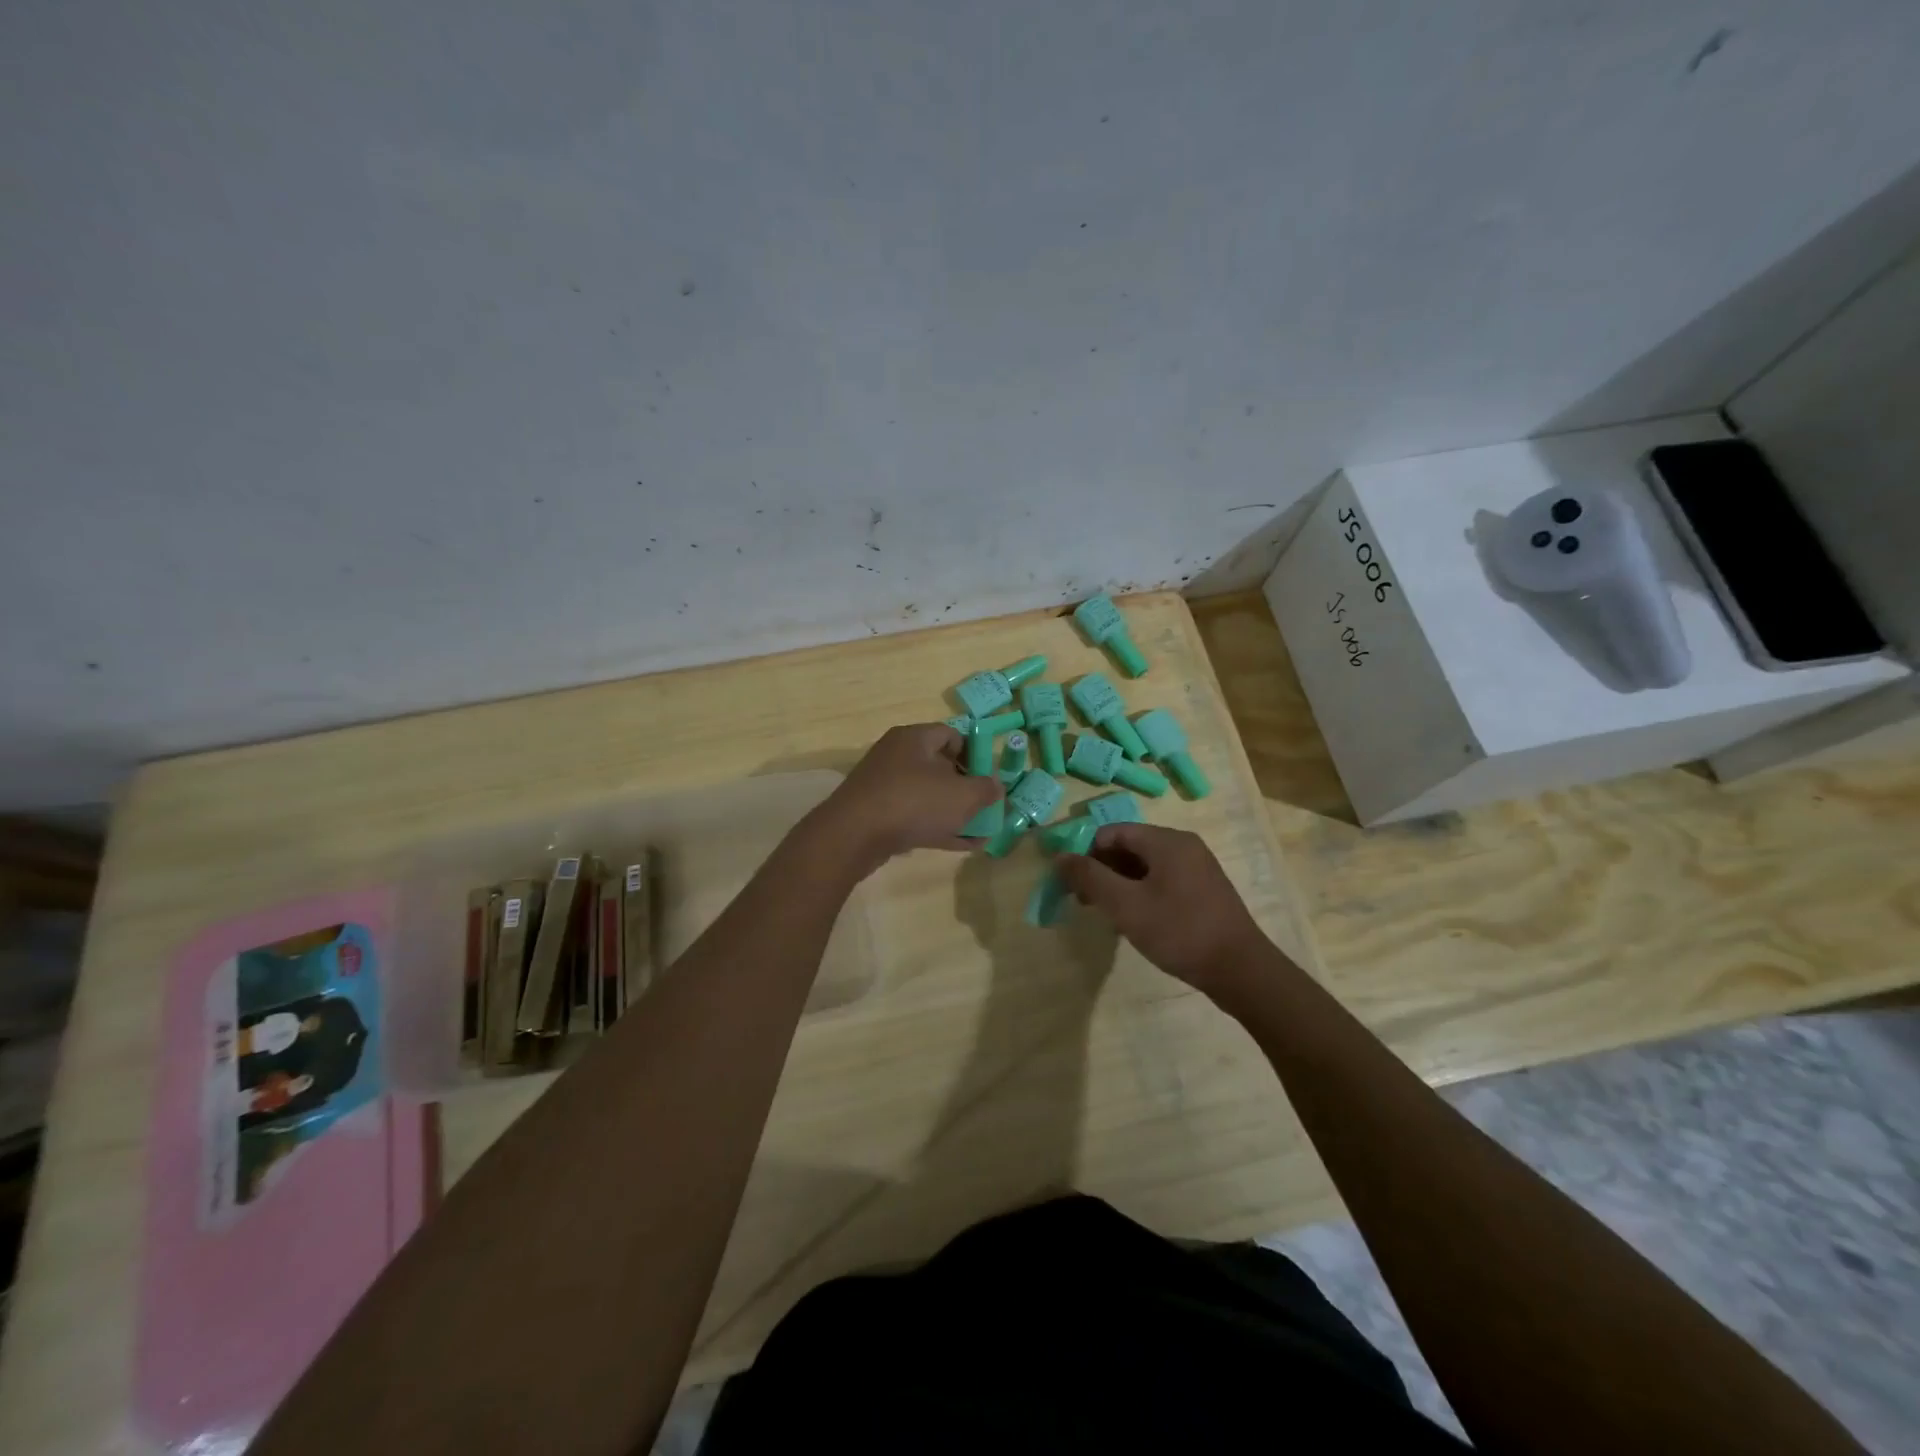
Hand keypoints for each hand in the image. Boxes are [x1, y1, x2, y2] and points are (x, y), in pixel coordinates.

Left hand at [805, 724, 1003, 875]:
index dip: (975, 753)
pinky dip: (937, 827)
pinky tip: (961, 845)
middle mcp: (897, 756)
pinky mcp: (876, 814)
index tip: (989, 777)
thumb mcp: (962, 796)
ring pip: (928, 795)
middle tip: (985, 806)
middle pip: (939, 766)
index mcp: (915, 738)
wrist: (853, 836)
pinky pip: (914, 816)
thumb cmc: (913, 803)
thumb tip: (996, 786)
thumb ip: (986, 789)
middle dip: (966, 787)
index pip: (951, 735)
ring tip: (980, 832)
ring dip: (954, 812)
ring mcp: (884, 786)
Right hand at [1056, 823, 1274, 996]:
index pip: (1113, 832)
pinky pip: (1163, 880)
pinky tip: (1136, 920)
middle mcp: (1184, 846)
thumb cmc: (1179, 931)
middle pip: (1130, 847)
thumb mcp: (1126, 905)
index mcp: (1167, 841)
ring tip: (1108, 914)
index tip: (1072, 883)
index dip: (1087, 853)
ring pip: (1146, 866)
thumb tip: (1060, 857)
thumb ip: (1090, 878)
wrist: (1240, 970)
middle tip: (1085, 902)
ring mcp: (1198, 868)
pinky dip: (1142, 893)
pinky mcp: (1204, 890)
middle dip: (1102, 870)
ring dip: (1120, 884)